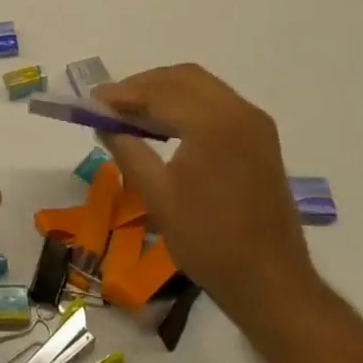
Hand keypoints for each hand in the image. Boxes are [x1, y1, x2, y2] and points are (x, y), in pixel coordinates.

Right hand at [94, 65, 319, 331]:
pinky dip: (186, 104)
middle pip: (182, 78)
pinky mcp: (261, 138)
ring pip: (201, 87)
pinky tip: (164, 125)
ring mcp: (255, 123)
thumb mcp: (157, 195)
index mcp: (214, 123)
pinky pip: (217, 103)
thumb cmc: (209, 241)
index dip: (122, 94)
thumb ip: (126, 149)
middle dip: (143, 86)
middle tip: (111, 105)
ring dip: (164, 92)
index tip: (91, 101)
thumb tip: (103, 122)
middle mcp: (239, 111)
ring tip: (132, 114)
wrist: (271, 283)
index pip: (159, 92)